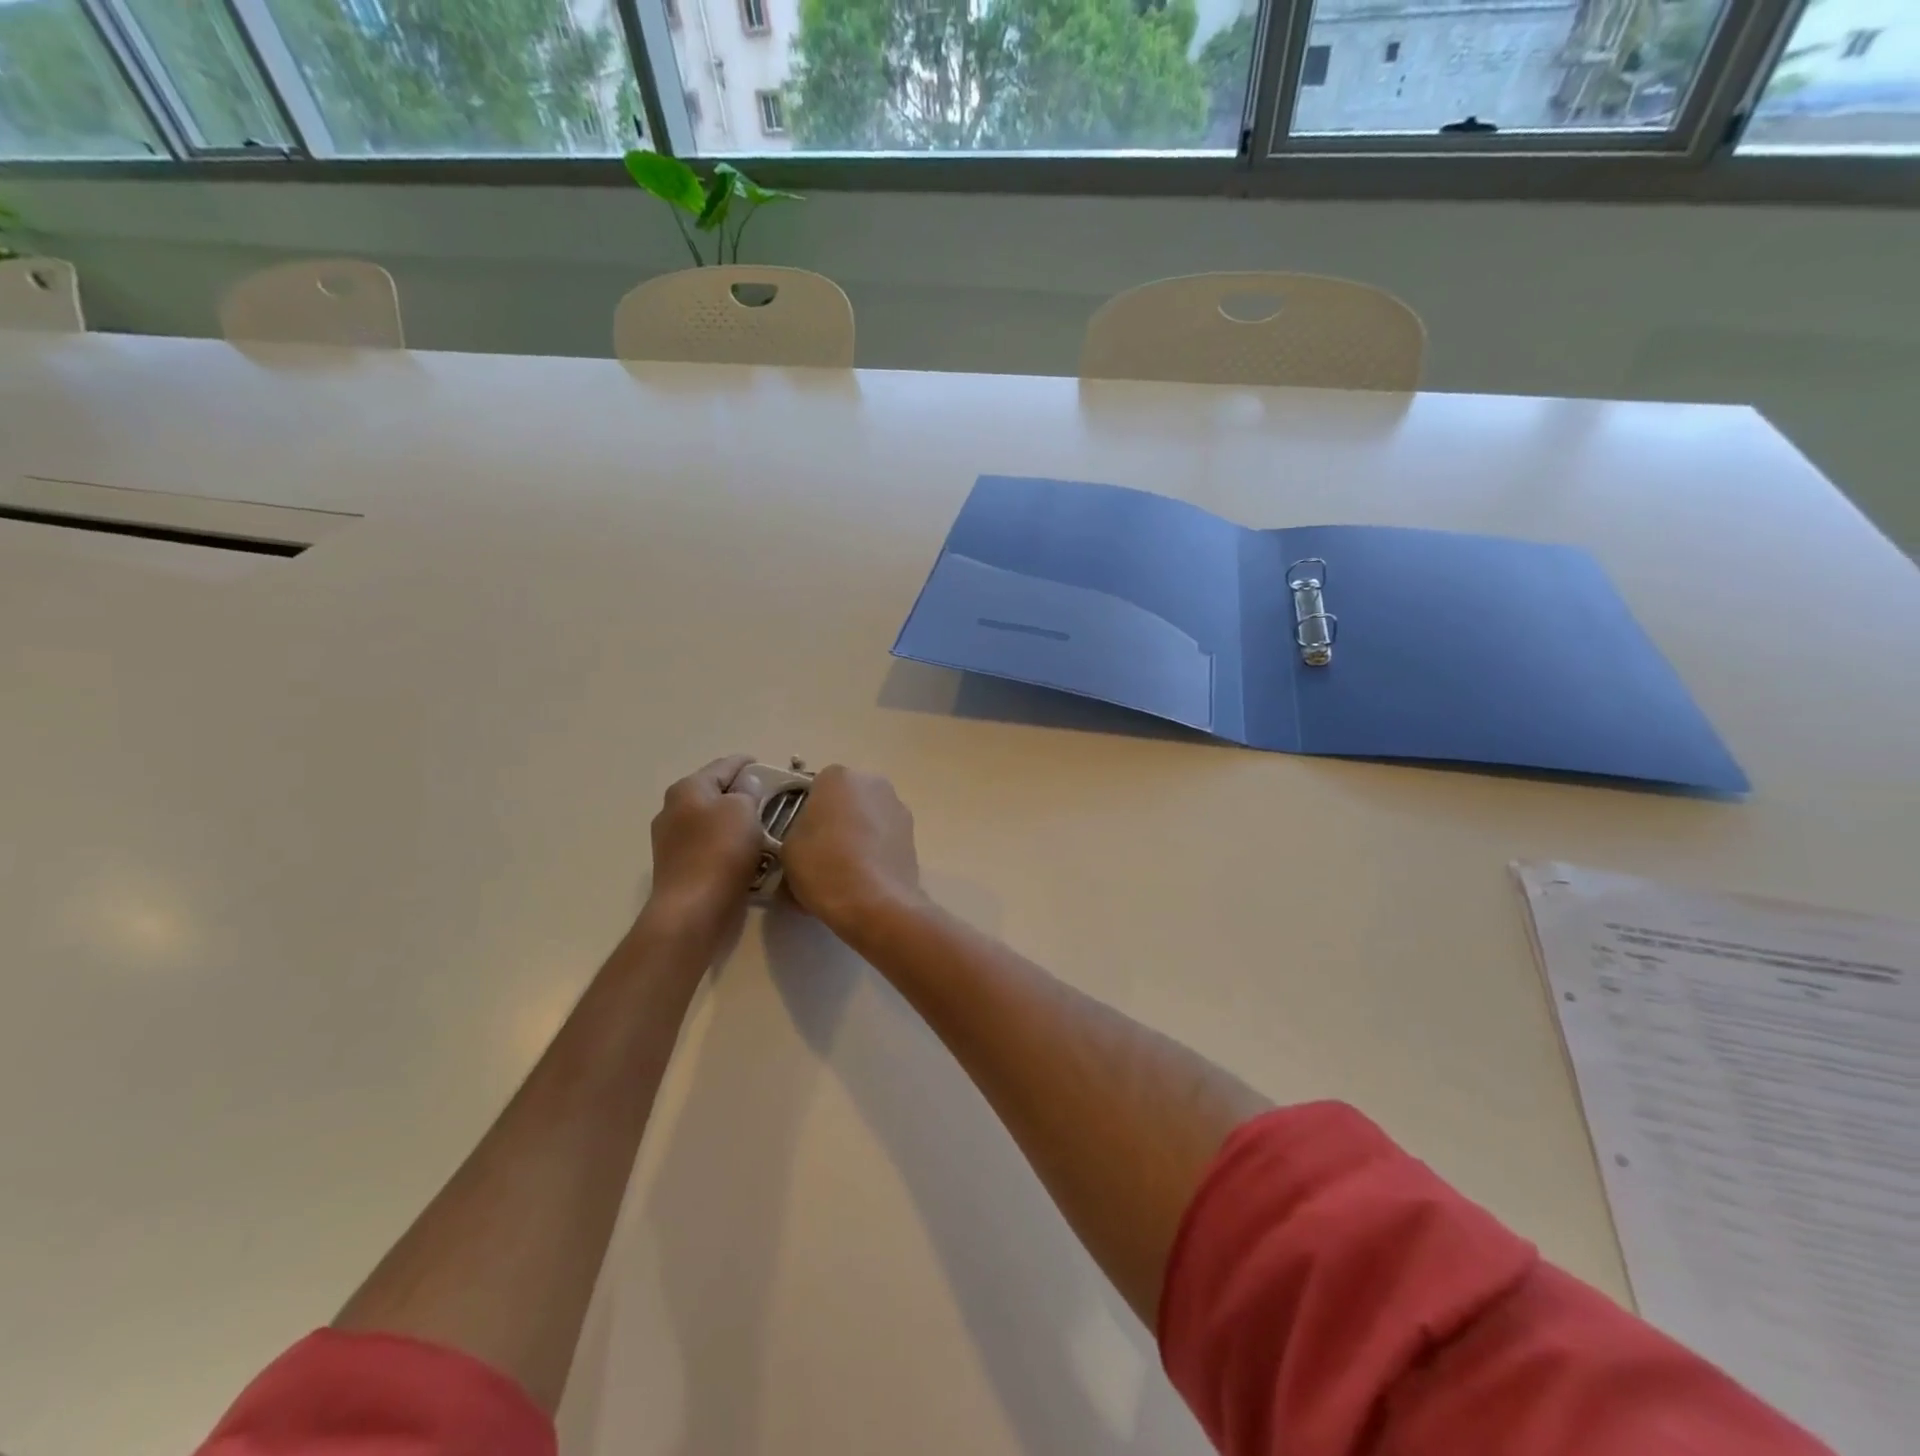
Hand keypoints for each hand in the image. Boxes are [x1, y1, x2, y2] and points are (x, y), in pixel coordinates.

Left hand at [642, 754, 763, 946]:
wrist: (694, 910)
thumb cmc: (720, 851)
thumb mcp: (743, 809)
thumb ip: (748, 790)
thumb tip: (747, 785)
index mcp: (687, 789)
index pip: (723, 766)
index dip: (746, 763)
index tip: (767, 765)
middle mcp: (673, 810)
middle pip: (714, 793)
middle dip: (741, 793)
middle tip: (772, 799)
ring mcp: (673, 842)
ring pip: (713, 822)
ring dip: (736, 822)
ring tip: (766, 827)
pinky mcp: (681, 869)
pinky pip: (711, 847)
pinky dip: (729, 846)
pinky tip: (749, 854)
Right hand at [779, 765, 925, 933]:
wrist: (875, 903)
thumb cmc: (824, 866)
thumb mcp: (788, 848)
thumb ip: (797, 831)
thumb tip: (807, 837)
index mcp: (838, 777)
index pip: (816, 787)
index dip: (806, 812)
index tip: (800, 837)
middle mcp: (873, 783)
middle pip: (846, 800)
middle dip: (835, 821)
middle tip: (819, 854)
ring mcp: (898, 808)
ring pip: (867, 820)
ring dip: (856, 837)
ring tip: (841, 872)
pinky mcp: (913, 836)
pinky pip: (883, 840)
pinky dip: (873, 853)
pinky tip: (861, 880)